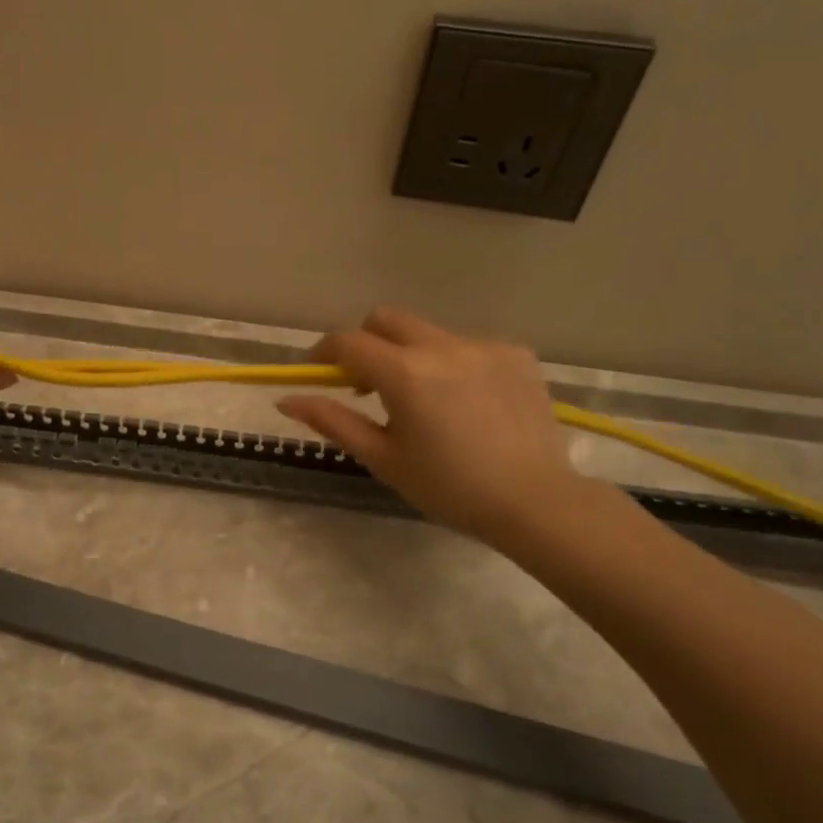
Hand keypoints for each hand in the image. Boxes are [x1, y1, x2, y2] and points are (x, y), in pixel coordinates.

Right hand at [277, 307, 581, 546]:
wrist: (535, 502)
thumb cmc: (448, 487)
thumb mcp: (382, 458)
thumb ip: (332, 421)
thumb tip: (286, 399)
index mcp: (405, 373)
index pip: (347, 342)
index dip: (323, 352)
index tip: (317, 372)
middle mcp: (443, 346)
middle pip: (385, 319)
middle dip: (366, 342)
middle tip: (367, 384)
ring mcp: (483, 345)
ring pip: (427, 333)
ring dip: (411, 355)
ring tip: (425, 401)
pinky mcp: (516, 353)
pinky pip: (467, 345)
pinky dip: (452, 364)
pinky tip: (466, 403)